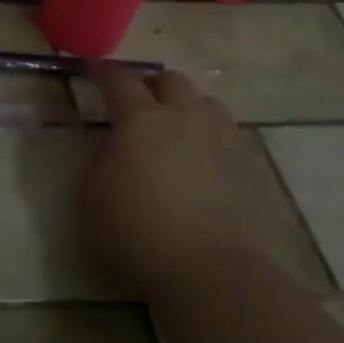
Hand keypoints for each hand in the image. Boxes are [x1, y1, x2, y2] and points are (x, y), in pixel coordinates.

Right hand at [78, 65, 284, 293]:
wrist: (215, 274)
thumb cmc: (139, 232)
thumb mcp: (90, 198)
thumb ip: (96, 163)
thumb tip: (109, 149)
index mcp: (140, 119)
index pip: (118, 80)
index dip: (103, 72)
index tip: (92, 68)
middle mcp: (185, 117)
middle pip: (170, 81)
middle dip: (152, 86)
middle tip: (140, 104)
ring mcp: (224, 139)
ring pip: (207, 104)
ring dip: (188, 109)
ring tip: (178, 131)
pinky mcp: (253, 168)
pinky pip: (231, 139)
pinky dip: (214, 141)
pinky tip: (207, 165)